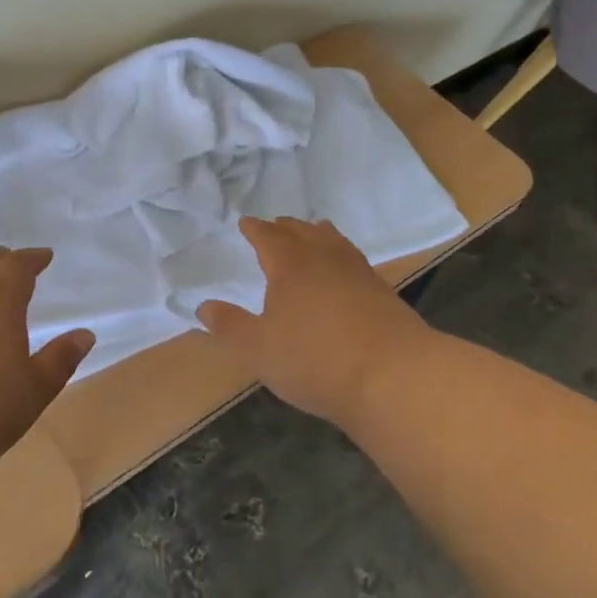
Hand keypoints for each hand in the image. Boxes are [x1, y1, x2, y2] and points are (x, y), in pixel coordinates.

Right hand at [196, 217, 433, 429]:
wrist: (393, 375)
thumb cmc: (315, 359)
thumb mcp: (259, 349)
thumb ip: (230, 326)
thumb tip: (203, 306)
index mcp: (290, 265)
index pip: (268, 237)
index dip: (255, 229)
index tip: (246, 222)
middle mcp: (324, 259)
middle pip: (303, 233)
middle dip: (286, 228)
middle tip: (277, 225)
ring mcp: (357, 273)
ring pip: (333, 241)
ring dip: (318, 234)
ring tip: (313, 232)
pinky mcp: (382, 292)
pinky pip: (354, 260)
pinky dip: (342, 255)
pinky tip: (345, 269)